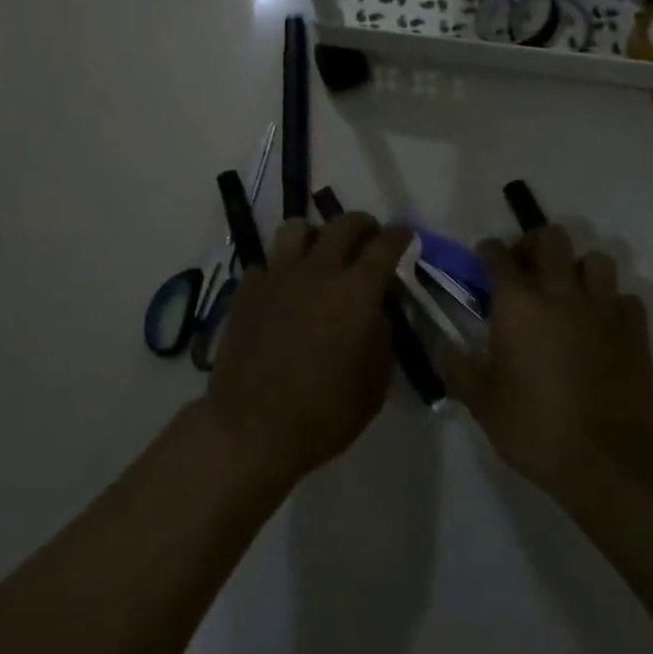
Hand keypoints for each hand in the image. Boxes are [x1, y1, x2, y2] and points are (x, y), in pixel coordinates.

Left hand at [203, 213, 411, 488]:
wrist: (250, 429)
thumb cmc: (322, 414)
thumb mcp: (374, 385)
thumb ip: (382, 338)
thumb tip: (378, 313)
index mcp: (356, 292)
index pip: (384, 246)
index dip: (398, 236)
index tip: (404, 235)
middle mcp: (318, 271)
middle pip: (343, 224)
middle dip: (363, 225)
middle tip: (368, 238)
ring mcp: (278, 275)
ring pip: (299, 228)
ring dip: (317, 234)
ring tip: (321, 253)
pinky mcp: (248, 288)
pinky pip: (268, 260)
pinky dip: (282, 266)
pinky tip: (285, 286)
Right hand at [451, 226, 652, 504]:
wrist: (608, 461)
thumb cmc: (535, 427)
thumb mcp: (481, 402)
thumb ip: (456, 367)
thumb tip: (437, 345)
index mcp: (518, 303)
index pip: (499, 254)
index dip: (488, 251)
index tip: (484, 260)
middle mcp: (561, 292)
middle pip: (552, 238)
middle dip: (536, 245)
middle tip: (527, 270)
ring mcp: (602, 309)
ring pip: (597, 260)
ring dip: (580, 269)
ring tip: (569, 293)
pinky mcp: (634, 331)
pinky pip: (626, 299)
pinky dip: (613, 304)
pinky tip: (603, 324)